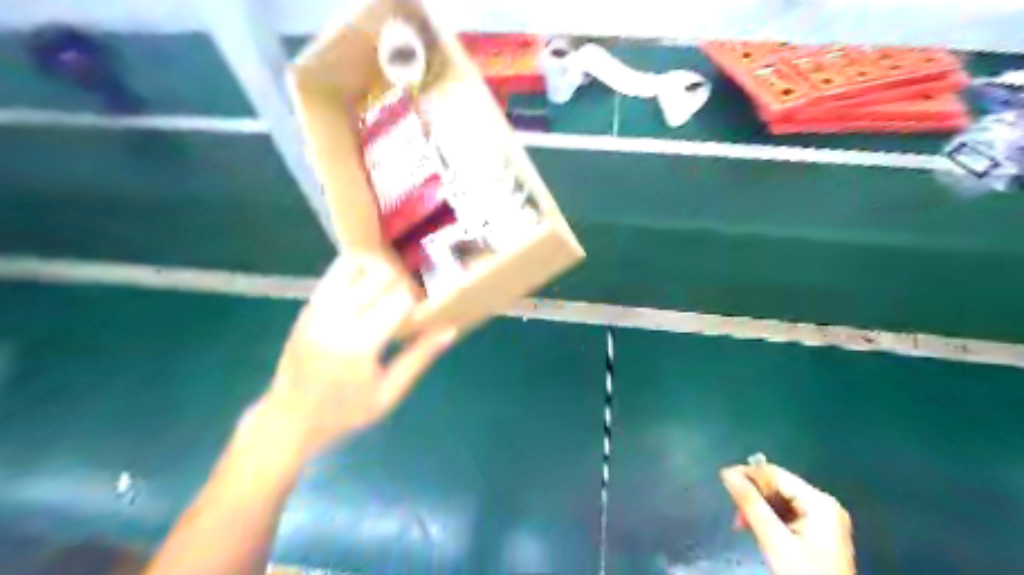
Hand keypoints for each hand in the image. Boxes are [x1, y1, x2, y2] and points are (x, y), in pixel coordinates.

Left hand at [252, 254, 455, 460]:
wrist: (288, 418)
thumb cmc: (344, 413)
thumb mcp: (389, 393)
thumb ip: (419, 357)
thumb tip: (449, 328)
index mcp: (359, 343)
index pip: (400, 299)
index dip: (419, 299)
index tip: (425, 308)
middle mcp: (336, 317)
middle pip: (380, 275)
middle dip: (402, 282)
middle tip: (409, 299)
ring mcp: (318, 308)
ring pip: (355, 264)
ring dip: (378, 270)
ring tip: (389, 288)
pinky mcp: (309, 305)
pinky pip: (336, 273)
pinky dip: (358, 272)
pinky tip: (369, 289)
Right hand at [718, 463, 856, 574]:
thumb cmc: (803, 574)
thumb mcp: (774, 540)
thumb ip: (750, 503)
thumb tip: (727, 473)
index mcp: (819, 502)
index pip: (776, 474)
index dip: (747, 474)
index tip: (722, 479)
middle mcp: (824, 504)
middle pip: (778, 487)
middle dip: (753, 497)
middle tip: (735, 515)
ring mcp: (824, 519)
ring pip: (780, 501)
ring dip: (758, 509)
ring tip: (742, 525)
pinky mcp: (819, 532)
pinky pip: (788, 514)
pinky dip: (769, 519)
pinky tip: (758, 529)